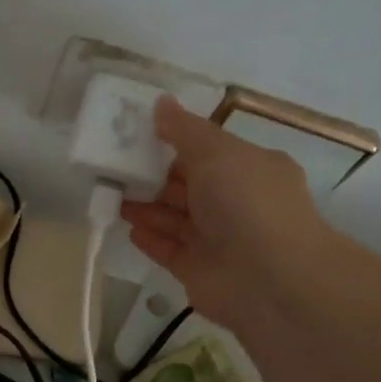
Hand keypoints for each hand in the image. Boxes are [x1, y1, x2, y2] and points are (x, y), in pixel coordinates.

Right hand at [121, 97, 329, 333]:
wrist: (269, 279)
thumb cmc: (247, 203)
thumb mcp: (217, 152)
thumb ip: (185, 130)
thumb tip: (161, 102)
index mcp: (249, 169)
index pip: (208, 151)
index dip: (175, 142)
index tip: (138, 134)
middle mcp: (236, 203)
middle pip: (188, 185)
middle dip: (154, 175)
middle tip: (114, 165)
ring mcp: (217, 239)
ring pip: (175, 217)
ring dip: (146, 205)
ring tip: (111, 193)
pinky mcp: (198, 270)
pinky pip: (168, 249)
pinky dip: (150, 237)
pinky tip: (127, 226)